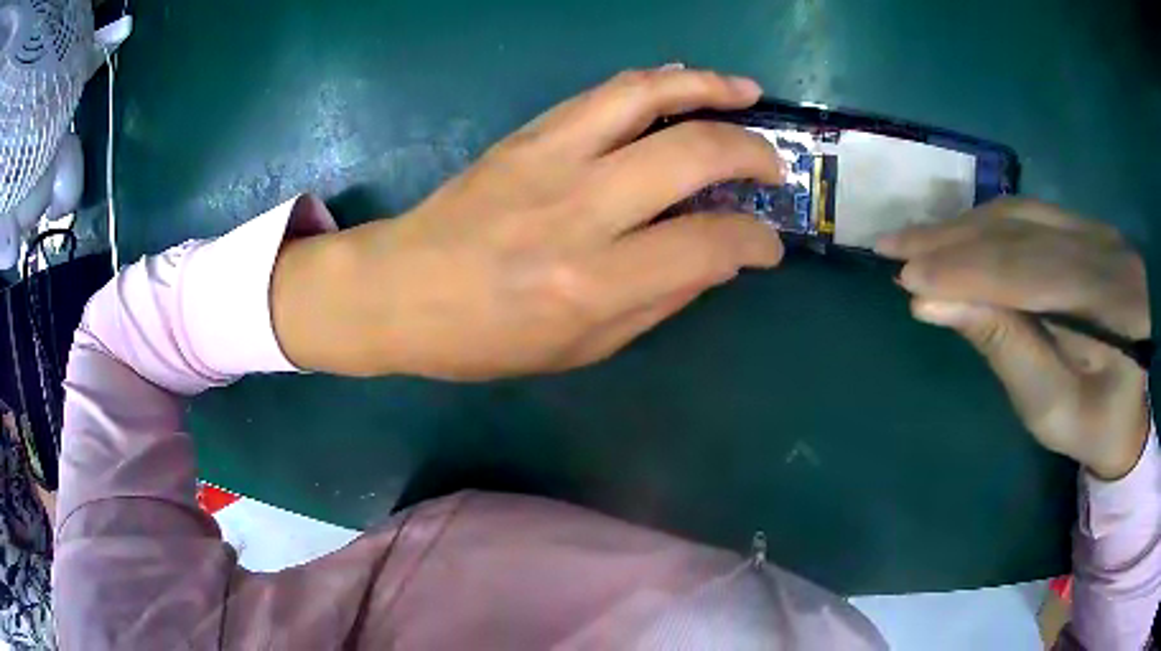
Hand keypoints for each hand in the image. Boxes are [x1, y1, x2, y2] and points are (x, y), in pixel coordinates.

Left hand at [272, 67, 784, 379]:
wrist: (398, 289)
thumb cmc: (484, 338)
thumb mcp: (580, 349)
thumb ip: (658, 301)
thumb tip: (716, 260)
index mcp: (592, 283)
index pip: (708, 244)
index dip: (755, 242)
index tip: (768, 245)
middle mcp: (579, 210)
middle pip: (693, 154)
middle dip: (753, 154)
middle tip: (774, 168)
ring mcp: (550, 160)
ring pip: (649, 98)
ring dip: (711, 88)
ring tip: (748, 93)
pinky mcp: (528, 134)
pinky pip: (606, 93)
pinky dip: (658, 82)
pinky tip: (685, 84)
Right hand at [876, 198, 1150, 479]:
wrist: (1132, 408)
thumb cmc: (1093, 426)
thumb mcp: (1051, 408)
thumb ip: (1003, 348)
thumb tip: (935, 303)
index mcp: (1110, 303)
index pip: (1029, 271)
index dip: (968, 270)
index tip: (907, 278)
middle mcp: (1104, 248)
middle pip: (1021, 232)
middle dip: (954, 240)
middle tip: (893, 246)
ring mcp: (1096, 229)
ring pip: (1020, 214)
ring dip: (963, 226)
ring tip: (915, 239)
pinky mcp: (1085, 228)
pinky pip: (1029, 214)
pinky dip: (986, 224)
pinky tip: (958, 234)